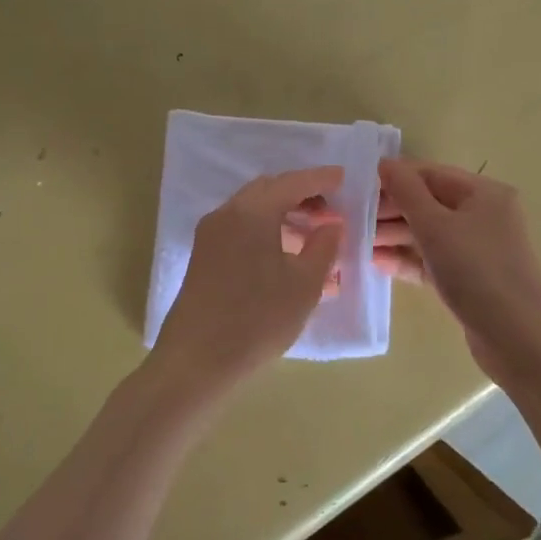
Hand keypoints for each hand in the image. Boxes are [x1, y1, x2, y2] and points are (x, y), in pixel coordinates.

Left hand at [154, 167, 345, 388]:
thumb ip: (323, 246)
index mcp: (251, 212)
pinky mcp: (204, 258)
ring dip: (283, 214)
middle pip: (268, 190)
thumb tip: (332, 224)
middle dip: (300, 194)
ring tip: (313, 235)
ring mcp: (210, 236)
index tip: (344, 177)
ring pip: (252, 210)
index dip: (320, 178)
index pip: (292, 182)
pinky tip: (286, 255)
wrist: (196, 362)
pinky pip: (241, 229)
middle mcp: (226, 214)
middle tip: (330, 210)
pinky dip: (266, 230)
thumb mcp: (304, 284)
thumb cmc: (258, 319)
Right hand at [375, 157, 540, 381]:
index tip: (358, 187)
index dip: (395, 178)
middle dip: (391, 210)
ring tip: (357, 242)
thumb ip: (406, 191)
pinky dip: (408, 260)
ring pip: (429, 234)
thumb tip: (384, 163)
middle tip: (353, 219)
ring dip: (395, 236)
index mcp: (484, 194)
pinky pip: (433, 260)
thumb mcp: (435, 226)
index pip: (432, 174)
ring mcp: (478, 249)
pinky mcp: (470, 279)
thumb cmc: (475, 270)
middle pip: (429, 204)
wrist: (515, 338)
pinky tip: (377, 263)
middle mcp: (484, 216)